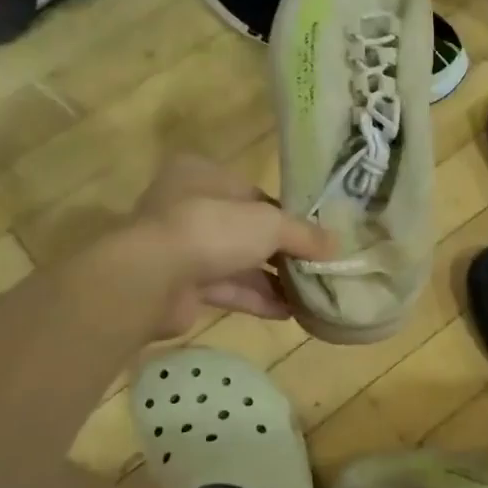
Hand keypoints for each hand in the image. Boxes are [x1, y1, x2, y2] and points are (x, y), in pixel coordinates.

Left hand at [126, 155, 334, 337]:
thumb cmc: (211, 230)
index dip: (286, 215)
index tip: (314, 237)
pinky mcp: (180, 285)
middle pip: (247, 230)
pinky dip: (256, 299)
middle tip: (315, 268)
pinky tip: (290, 312)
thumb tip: (336, 246)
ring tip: (310, 294)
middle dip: (281, 252)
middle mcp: (188, 206)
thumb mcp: (269, 224)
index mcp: (203, 175)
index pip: (254, 193)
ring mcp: (182, 247)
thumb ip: (304, 234)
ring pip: (237, 262)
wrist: (151, 279)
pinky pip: (227, 289)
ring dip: (273, 280)